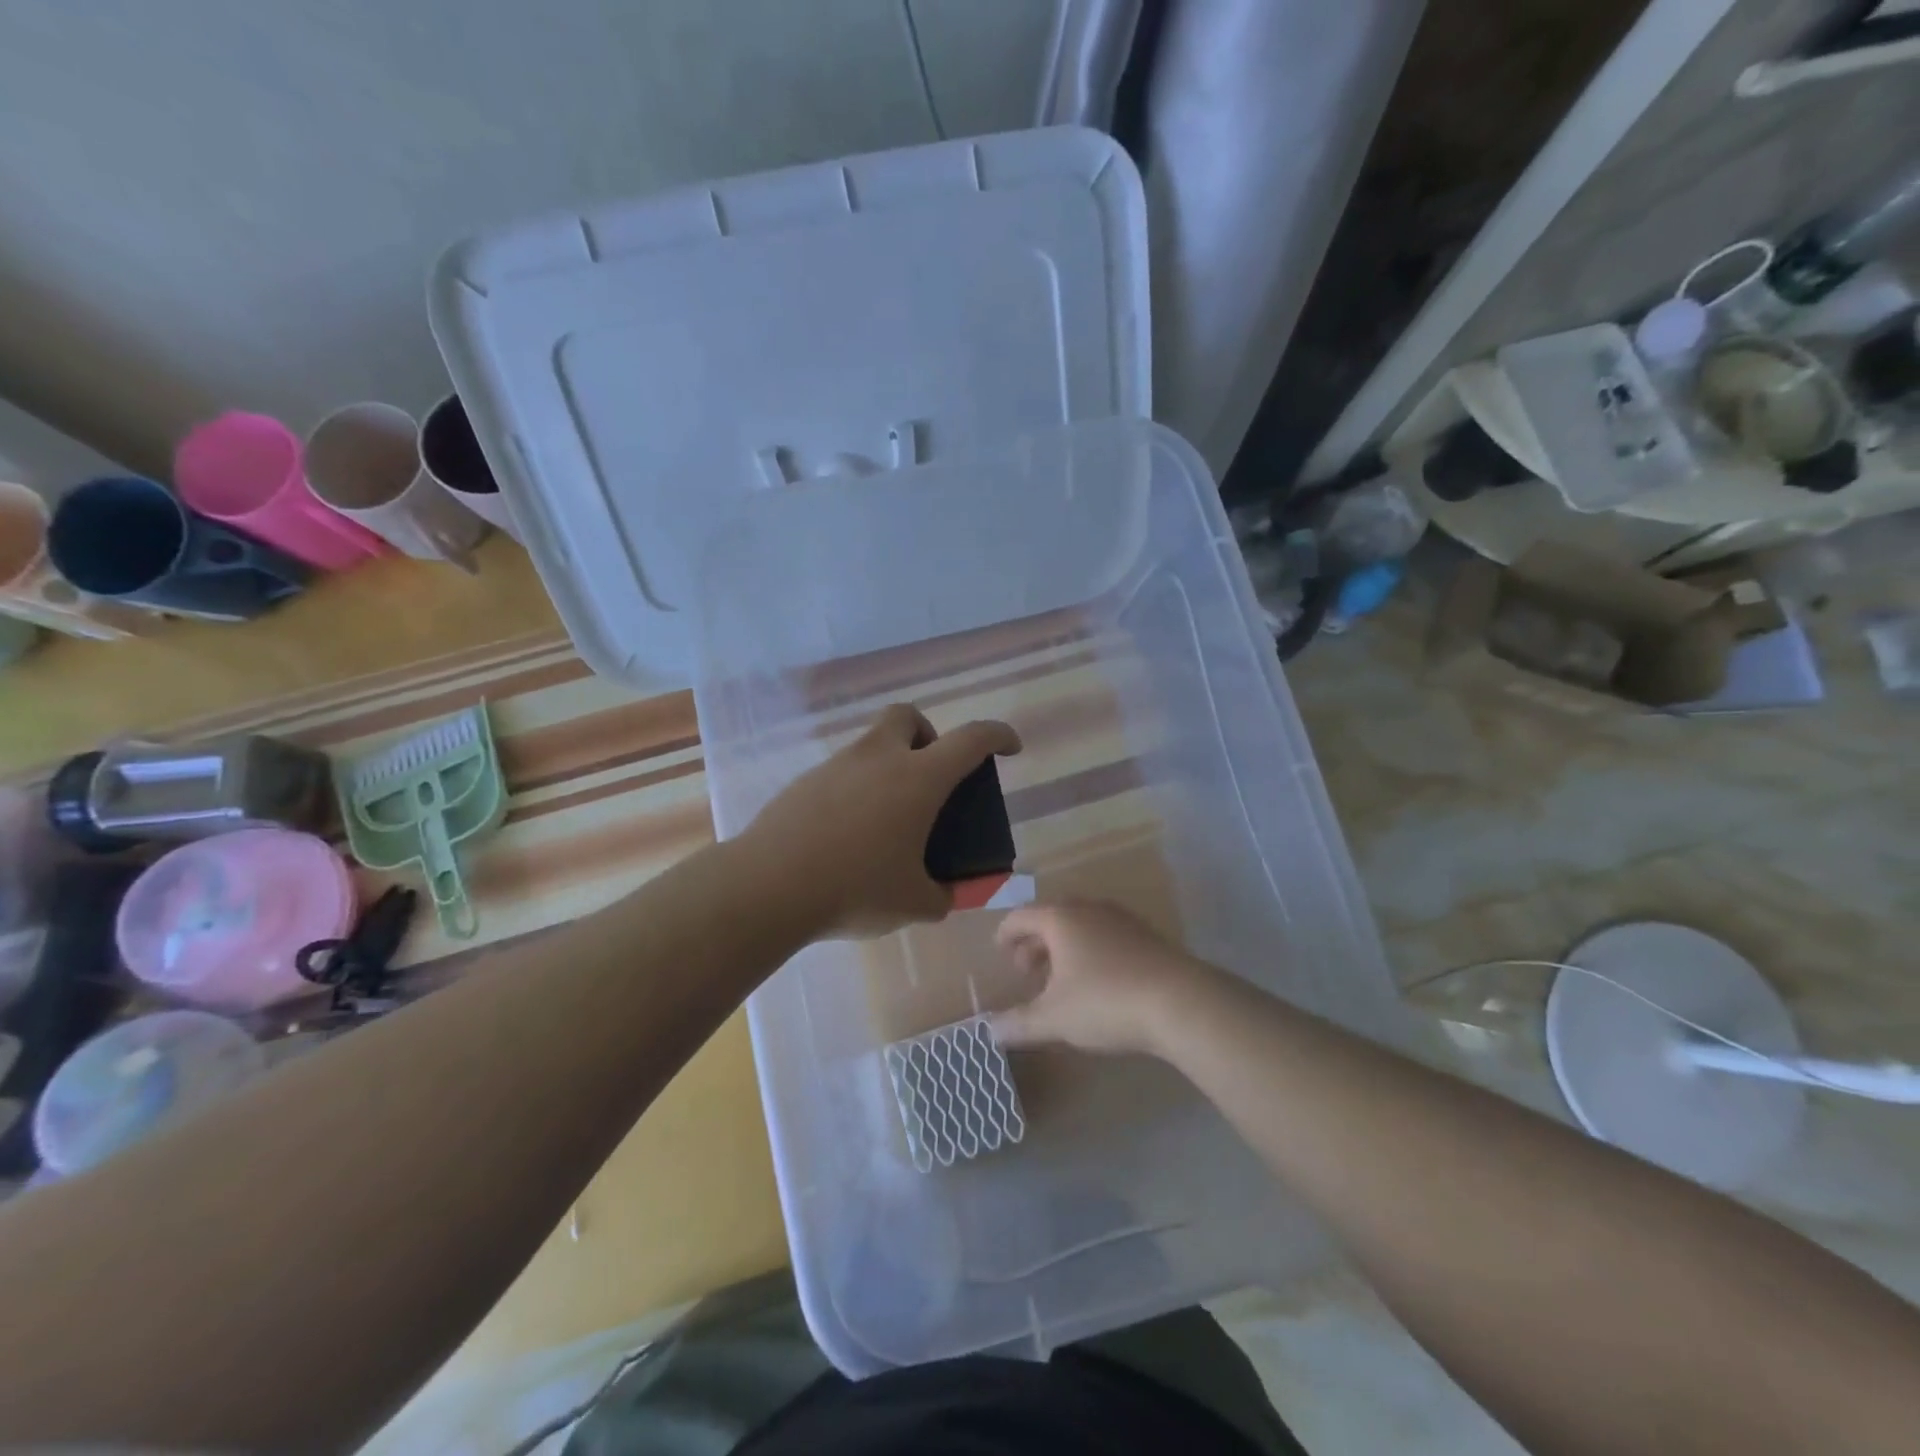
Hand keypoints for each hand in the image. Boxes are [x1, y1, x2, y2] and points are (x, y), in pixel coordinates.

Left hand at [742, 703, 1020, 940]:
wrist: (769, 886)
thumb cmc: (855, 889)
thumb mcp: (913, 903)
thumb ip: (941, 897)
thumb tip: (944, 895)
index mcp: (918, 779)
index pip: (971, 740)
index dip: (998, 736)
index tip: (1010, 747)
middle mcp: (878, 759)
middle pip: (907, 717)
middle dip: (927, 735)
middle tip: (930, 777)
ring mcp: (836, 766)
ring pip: (871, 744)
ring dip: (889, 765)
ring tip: (887, 819)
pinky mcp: (804, 782)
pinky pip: (841, 772)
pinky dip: (856, 789)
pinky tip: (848, 833)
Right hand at [991, 901, 1219, 1058]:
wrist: (1182, 1002)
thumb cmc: (1106, 1002)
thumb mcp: (1054, 1019)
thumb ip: (1019, 1024)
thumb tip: (989, 1032)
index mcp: (1061, 919)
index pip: (1022, 916)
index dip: (1006, 933)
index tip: (999, 950)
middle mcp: (1089, 910)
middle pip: (1052, 917)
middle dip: (1035, 942)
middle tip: (1026, 969)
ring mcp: (1122, 920)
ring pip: (1082, 926)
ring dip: (1064, 948)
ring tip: (1060, 978)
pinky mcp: (1147, 937)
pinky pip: (1106, 936)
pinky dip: (1091, 952)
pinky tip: (1097, 982)